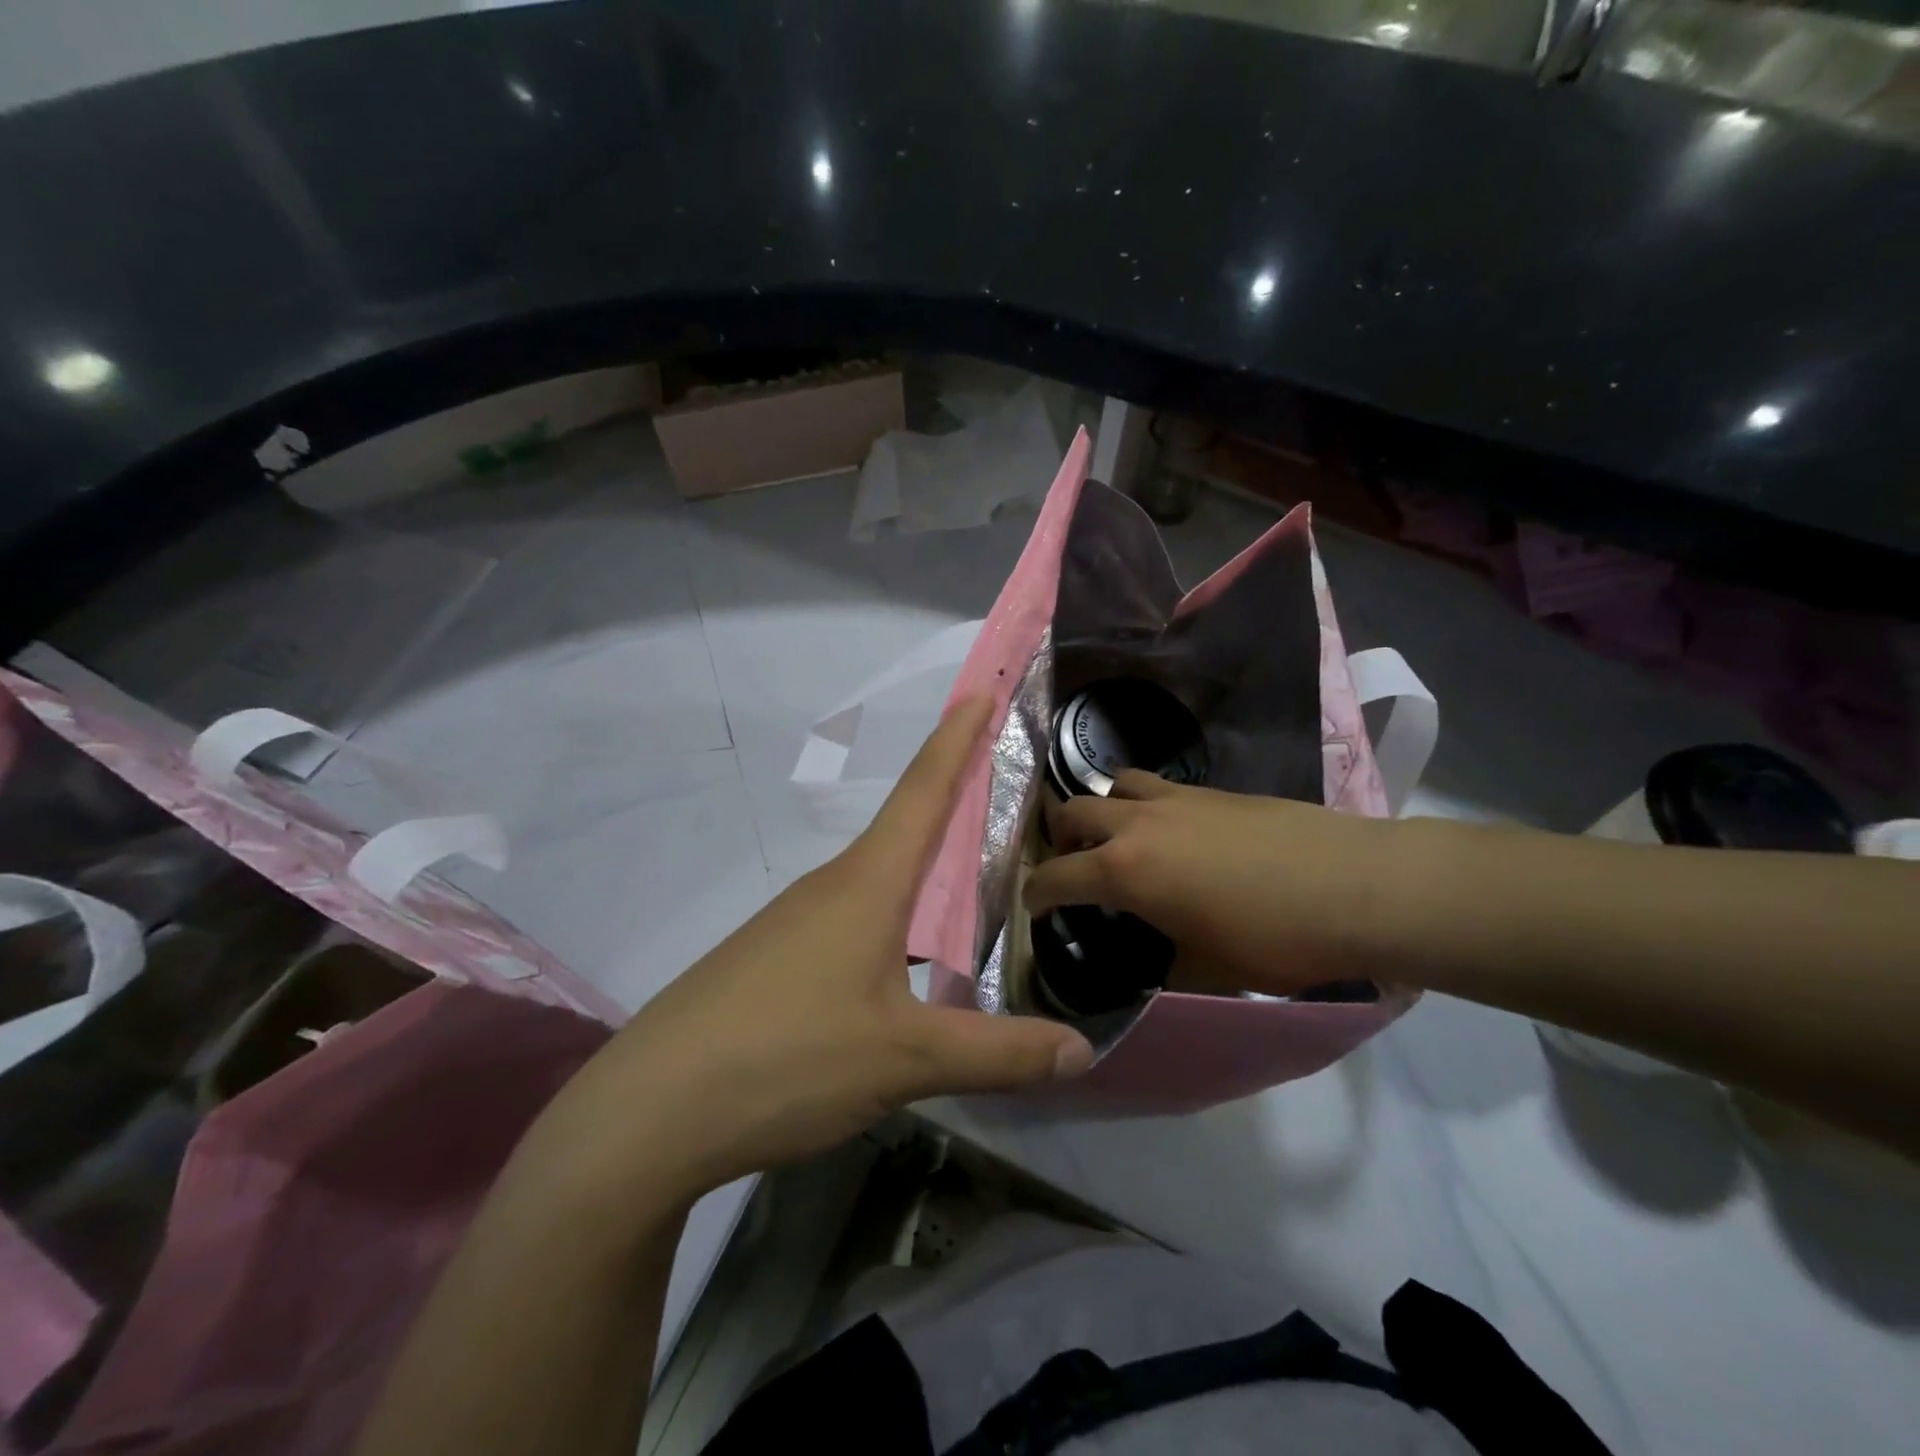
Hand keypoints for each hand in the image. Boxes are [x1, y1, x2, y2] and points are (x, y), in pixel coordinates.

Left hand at [523, 698, 1094, 1208]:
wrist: (650, 1110)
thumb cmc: (787, 1057)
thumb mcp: (905, 1059)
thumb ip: (997, 1054)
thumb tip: (1083, 1050)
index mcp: (867, 884)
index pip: (924, 792)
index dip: (956, 739)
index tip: (981, 691)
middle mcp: (831, 887)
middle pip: (903, 829)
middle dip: (951, 797)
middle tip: (1002, 784)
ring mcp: (795, 924)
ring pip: (877, 879)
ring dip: (923, 865)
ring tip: (970, 872)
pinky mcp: (774, 961)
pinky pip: (851, 919)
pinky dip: (893, 914)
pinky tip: (905, 957)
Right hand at [1025, 770, 1400, 996]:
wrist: (1354, 886)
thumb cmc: (1273, 938)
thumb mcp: (1206, 968)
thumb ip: (1165, 959)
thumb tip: (1156, 958)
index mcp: (1125, 871)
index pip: (1056, 877)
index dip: (1037, 895)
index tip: (1035, 907)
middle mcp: (1138, 824)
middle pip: (1073, 812)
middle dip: (1060, 840)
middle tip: (1073, 867)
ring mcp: (1177, 799)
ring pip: (1115, 785)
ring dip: (1103, 809)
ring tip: (1120, 838)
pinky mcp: (1214, 791)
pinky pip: (1159, 788)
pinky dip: (1147, 806)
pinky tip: (1175, 834)